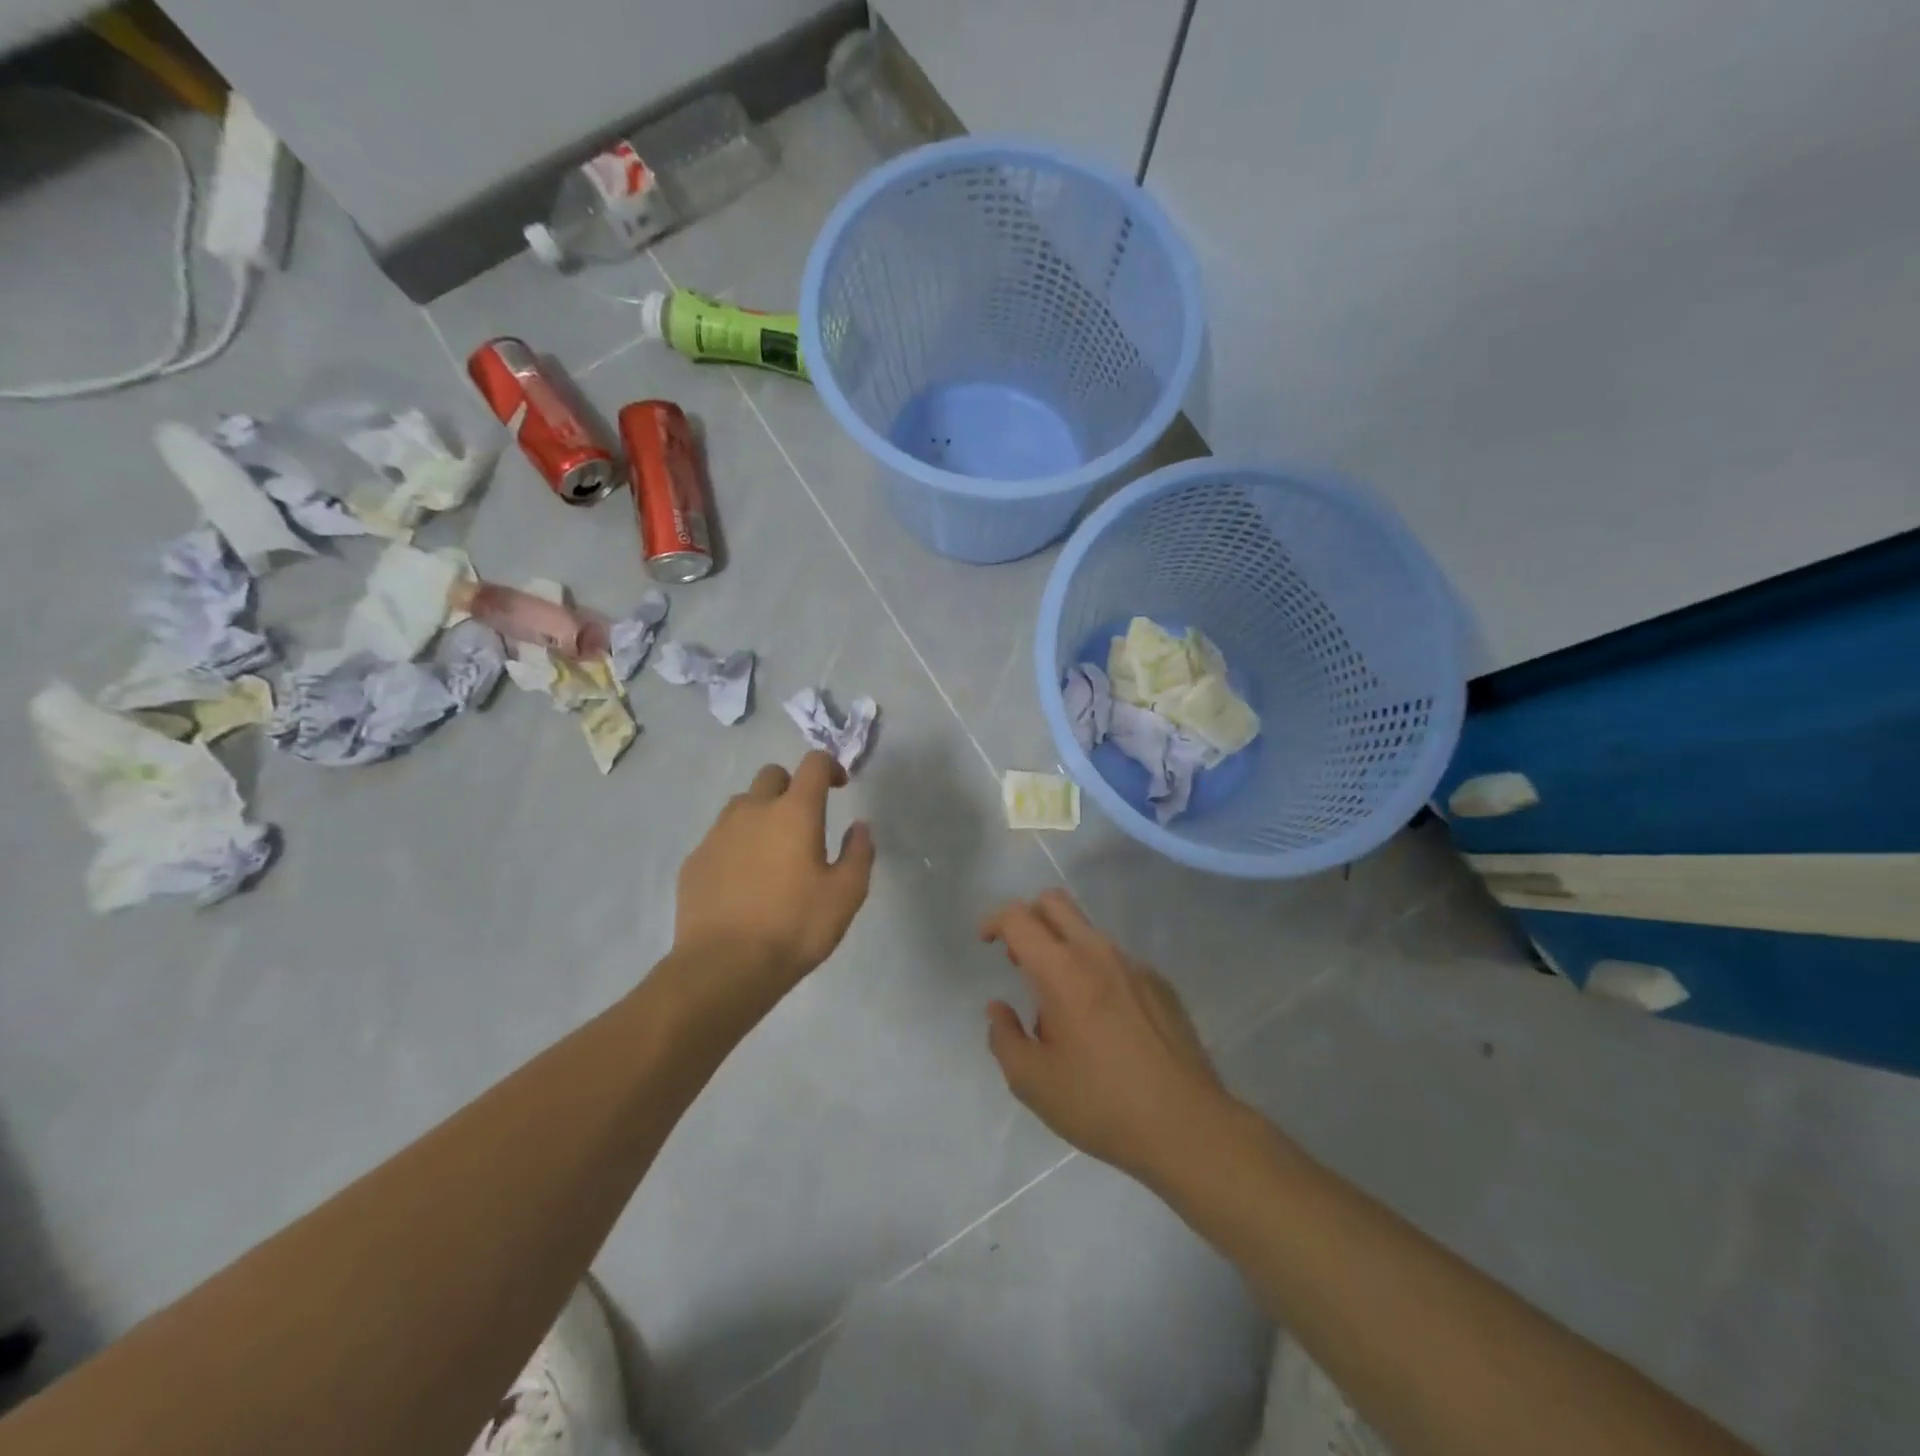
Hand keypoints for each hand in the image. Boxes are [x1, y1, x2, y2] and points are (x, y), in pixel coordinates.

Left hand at [675, 752, 874, 999]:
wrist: (723, 967)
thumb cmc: (794, 927)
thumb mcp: (846, 895)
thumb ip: (859, 853)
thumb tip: (859, 827)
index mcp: (794, 812)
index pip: (813, 764)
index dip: (829, 766)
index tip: (840, 786)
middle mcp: (753, 811)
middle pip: (772, 775)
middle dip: (792, 787)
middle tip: (804, 821)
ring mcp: (718, 834)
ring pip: (742, 805)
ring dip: (761, 814)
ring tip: (773, 852)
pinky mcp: (695, 860)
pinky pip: (720, 837)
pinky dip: (737, 845)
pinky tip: (744, 880)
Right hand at [981, 889, 1234, 1180]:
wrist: (1186, 1126)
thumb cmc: (1100, 1104)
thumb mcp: (1032, 1083)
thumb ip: (1004, 1038)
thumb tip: (998, 1009)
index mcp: (1061, 971)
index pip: (1019, 918)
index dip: (994, 921)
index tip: (986, 942)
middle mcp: (1097, 953)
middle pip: (1055, 903)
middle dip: (1028, 918)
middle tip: (1019, 960)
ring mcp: (1134, 965)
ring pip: (1087, 932)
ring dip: (1062, 949)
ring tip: (1061, 1006)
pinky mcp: (1160, 983)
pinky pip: (1116, 960)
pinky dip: (1095, 972)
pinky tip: (1103, 1022)